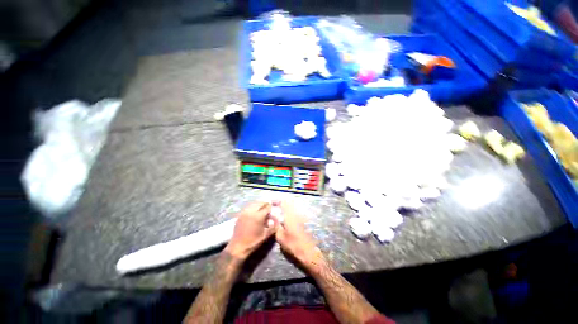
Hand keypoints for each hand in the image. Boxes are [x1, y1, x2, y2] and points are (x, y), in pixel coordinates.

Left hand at [225, 202, 276, 260]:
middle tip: (269, 208)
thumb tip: (277, 221)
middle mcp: (251, 211)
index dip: (271, 207)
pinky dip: (253, 207)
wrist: (237, 247)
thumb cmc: (253, 242)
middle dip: (265, 204)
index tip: (274, 209)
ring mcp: (244, 212)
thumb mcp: (265, 235)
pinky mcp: (240, 214)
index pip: (267, 207)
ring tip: (262, 209)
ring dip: (259, 205)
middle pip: (260, 203)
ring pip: (254, 204)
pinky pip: (248, 207)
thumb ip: (273, 227)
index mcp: (258, 216)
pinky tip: (255, 212)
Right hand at [275, 201, 323, 270]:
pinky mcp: (304, 220)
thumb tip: (271, 216)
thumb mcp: (281, 236)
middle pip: (289, 203)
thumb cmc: (294, 245)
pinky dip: (290, 212)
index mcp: (290, 215)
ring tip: (279, 213)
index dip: (277, 201)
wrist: (309, 252)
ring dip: (286, 207)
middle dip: (281, 203)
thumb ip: (276, 224)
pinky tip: (286, 219)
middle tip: (275, 207)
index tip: (271, 203)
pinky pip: (296, 212)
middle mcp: (296, 213)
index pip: (283, 202)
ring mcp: (301, 216)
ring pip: (293, 207)